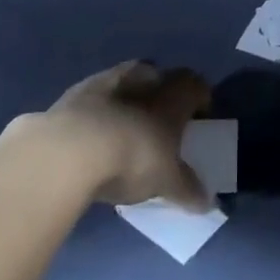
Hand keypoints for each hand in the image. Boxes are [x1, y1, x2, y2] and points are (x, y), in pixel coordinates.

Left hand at [36, 60, 213, 209]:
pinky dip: (99, 110)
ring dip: (128, 97)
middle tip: (161, 118)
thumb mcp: (167, 181)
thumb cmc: (135, 157)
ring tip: (125, 125)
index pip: (195, 84)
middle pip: (159, 76)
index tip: (200, 116)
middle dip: (162, 92)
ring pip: (126, 80)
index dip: (200, 97)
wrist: (72, 148)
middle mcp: (144, 77)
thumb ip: (187, 189)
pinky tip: (95, 132)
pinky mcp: (75, 92)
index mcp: (173, 94)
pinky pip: (96, 96)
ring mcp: (107, 80)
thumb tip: (207, 204)